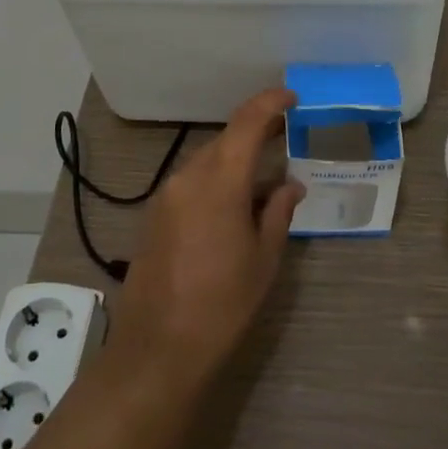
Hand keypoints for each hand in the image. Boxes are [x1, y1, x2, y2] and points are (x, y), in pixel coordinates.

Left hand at [113, 89, 303, 399]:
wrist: (157, 350)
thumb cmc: (222, 305)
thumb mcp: (263, 259)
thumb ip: (277, 212)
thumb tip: (289, 184)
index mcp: (219, 181)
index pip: (247, 123)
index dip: (270, 103)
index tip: (292, 98)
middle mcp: (188, 177)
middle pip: (226, 139)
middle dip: (256, 131)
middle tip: (285, 133)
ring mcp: (167, 195)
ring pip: (208, 159)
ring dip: (235, 157)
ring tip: (264, 171)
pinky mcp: (155, 214)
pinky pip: (192, 180)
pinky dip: (216, 177)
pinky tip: (234, 200)